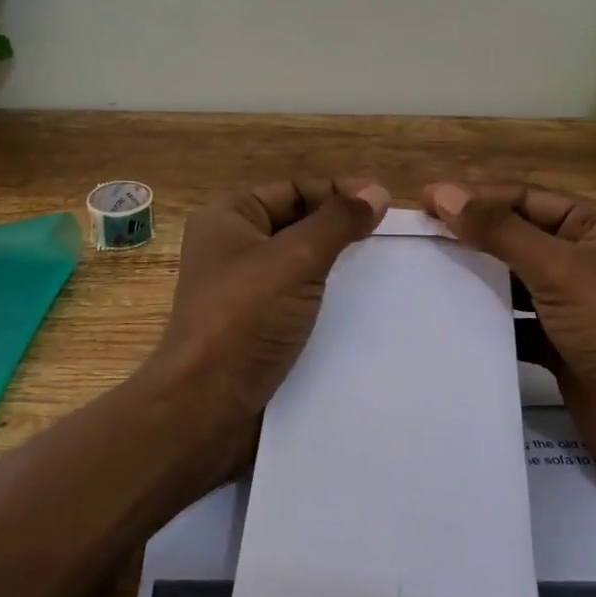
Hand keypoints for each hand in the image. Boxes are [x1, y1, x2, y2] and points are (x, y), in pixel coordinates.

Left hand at [146, 177, 389, 470]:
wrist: (206, 406)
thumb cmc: (244, 317)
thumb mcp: (295, 259)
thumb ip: (337, 222)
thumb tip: (376, 192)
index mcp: (228, 217)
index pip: (293, 190)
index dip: (337, 192)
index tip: (384, 202)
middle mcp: (231, 247)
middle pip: (296, 223)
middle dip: (340, 227)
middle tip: (389, 236)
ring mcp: (241, 290)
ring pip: (299, 264)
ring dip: (336, 264)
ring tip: (383, 268)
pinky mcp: (254, 326)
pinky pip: (296, 298)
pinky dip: (325, 297)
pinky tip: (360, 305)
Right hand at [423, 182, 595, 529]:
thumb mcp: (559, 270)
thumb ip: (499, 231)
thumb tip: (440, 193)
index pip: (524, 198)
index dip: (474, 197)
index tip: (421, 202)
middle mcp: (587, 258)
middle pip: (516, 236)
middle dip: (470, 237)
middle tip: (415, 238)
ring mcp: (575, 305)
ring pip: (513, 281)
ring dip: (475, 280)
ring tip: (422, 275)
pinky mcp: (563, 346)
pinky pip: (516, 323)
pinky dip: (488, 322)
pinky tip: (448, 321)